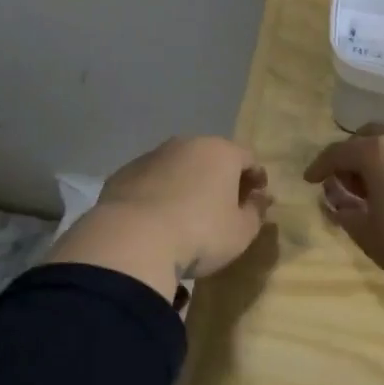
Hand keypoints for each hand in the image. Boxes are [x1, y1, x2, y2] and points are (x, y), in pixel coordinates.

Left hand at [46, 137, 273, 302]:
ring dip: (187, 183)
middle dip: (220, 177)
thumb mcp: (241, 232)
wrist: (133, 240)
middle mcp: (187, 144)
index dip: (256, 177)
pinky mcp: (124, 173)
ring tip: (187, 212)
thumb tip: (259, 197)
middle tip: (224, 204)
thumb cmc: (200, 234)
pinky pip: (151, 180)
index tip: (258, 197)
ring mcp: (152, 156)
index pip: (248, 158)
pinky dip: (158, 192)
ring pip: (178, 166)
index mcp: (221, 152)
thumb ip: (256, 211)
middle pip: (212, 157)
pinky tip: (156, 218)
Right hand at [303, 126, 383, 302]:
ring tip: (375, 191)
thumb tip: (335, 199)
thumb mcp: (366, 233)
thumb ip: (344, 210)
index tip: (309, 180)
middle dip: (352, 155)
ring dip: (379, 159)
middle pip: (370, 136)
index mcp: (378, 151)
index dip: (320, 166)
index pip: (339, 151)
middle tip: (345, 183)